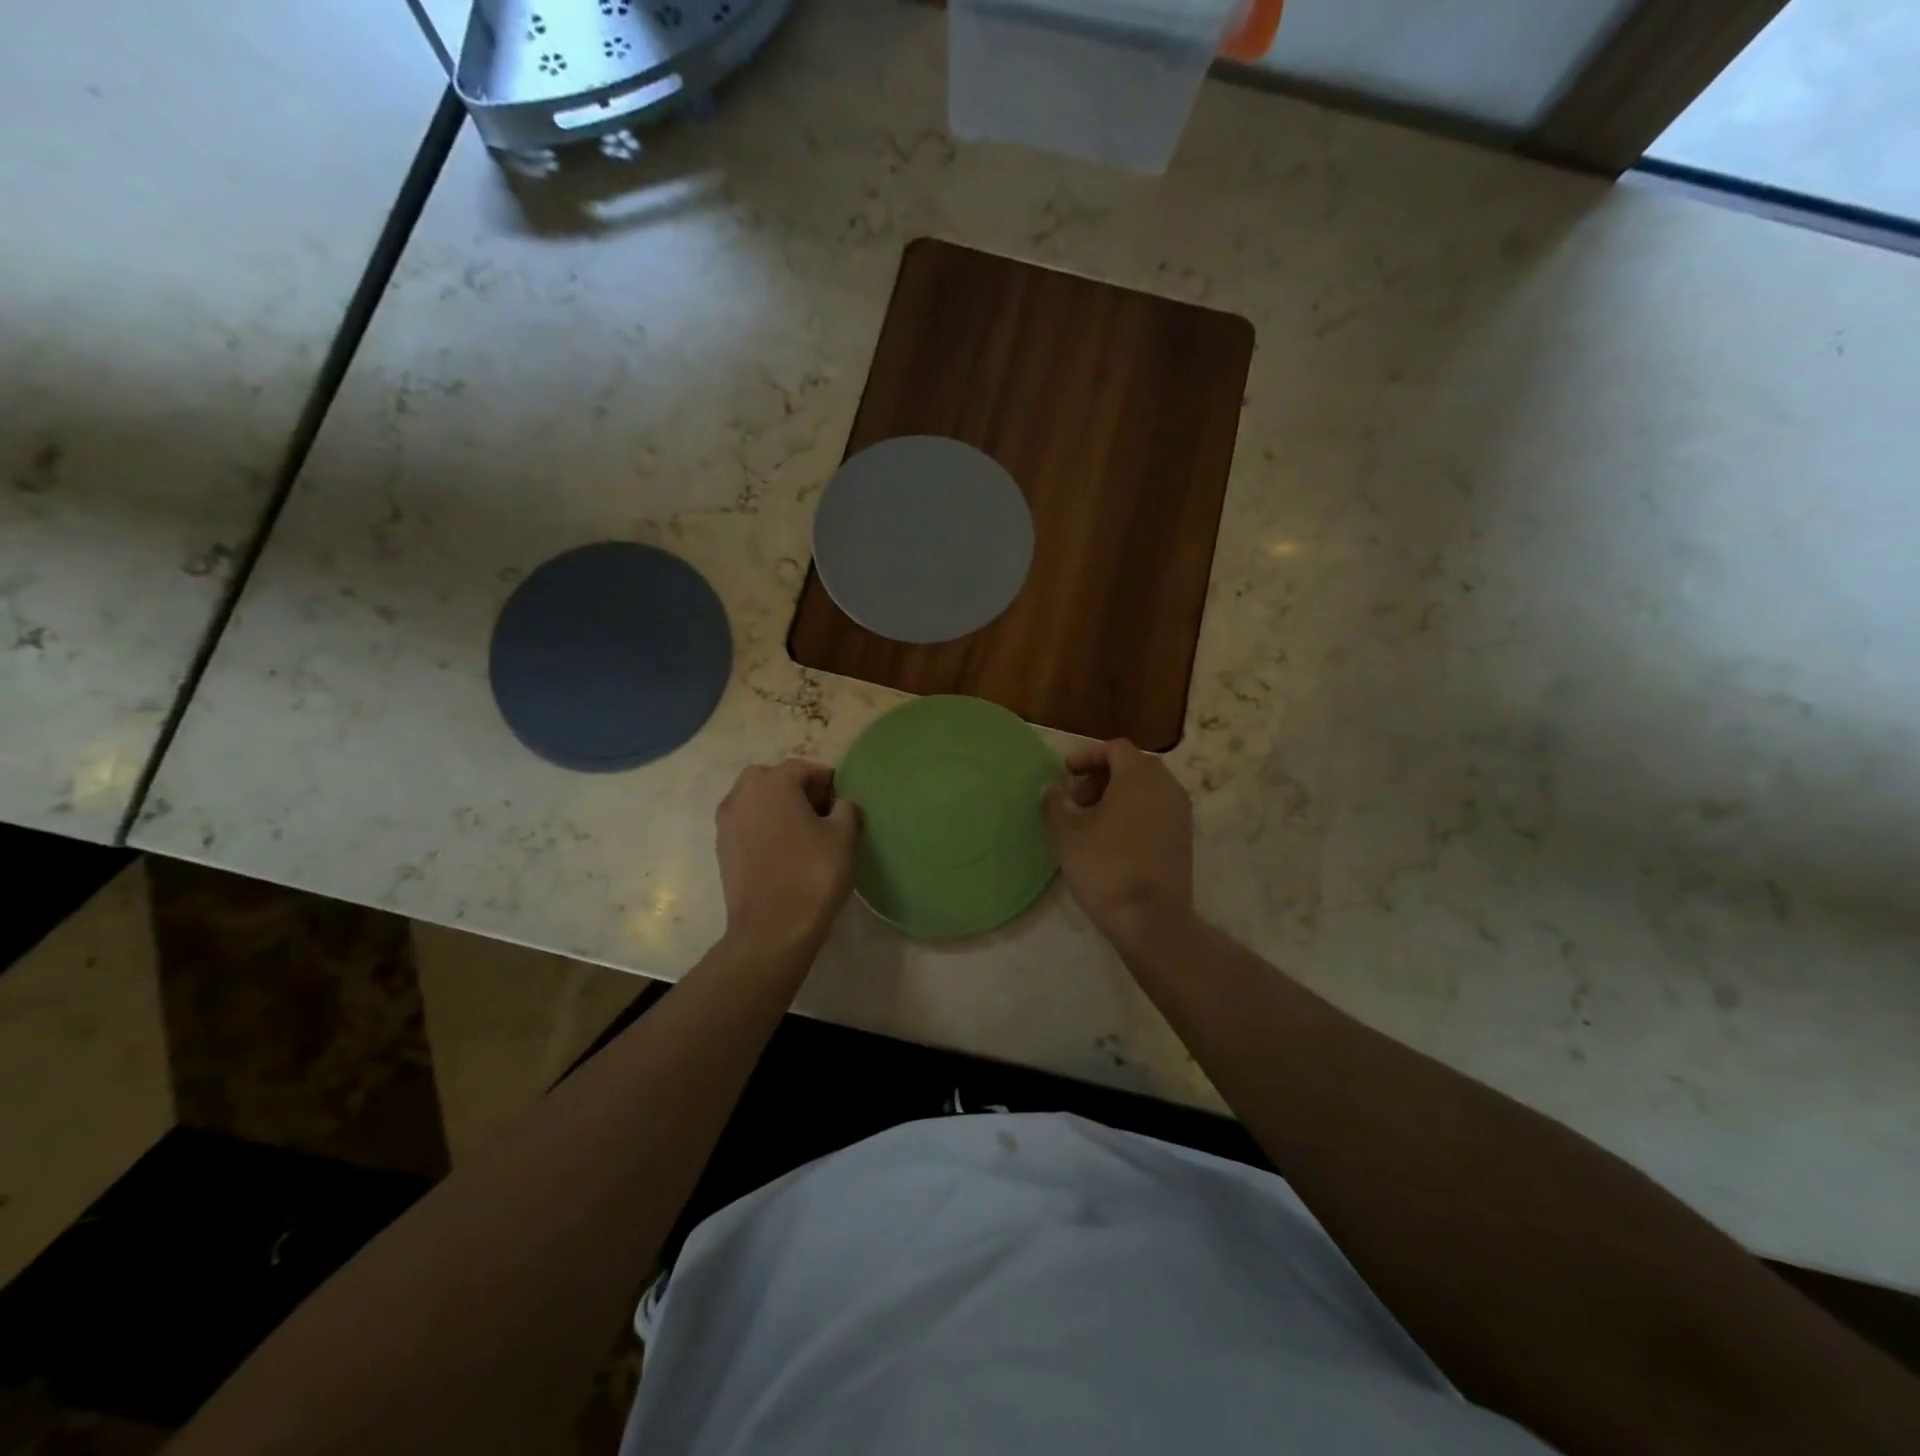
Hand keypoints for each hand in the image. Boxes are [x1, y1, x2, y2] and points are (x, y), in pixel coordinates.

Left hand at [716, 759, 860, 959]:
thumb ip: (846, 808)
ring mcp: (727, 823)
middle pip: (772, 778)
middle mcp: (743, 795)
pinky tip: (783, 850)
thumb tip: (840, 803)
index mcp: (772, 784)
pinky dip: (763, 827)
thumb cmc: (812, 876)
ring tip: (802, 832)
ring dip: (777, 807)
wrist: (771, 931)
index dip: (826, 780)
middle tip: (821, 812)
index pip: (803, 768)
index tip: (842, 800)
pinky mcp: (722, 849)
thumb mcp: (844, 837)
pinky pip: (746, 824)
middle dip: (796, 788)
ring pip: (755, 800)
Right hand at [1041, 739, 1192, 941]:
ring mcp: (1180, 813)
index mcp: (1140, 775)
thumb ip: (1054, 803)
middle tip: (1075, 800)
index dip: (1087, 756)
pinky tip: (1111, 840)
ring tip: (1090, 822)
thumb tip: (1053, 790)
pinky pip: (1156, 811)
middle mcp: (1166, 786)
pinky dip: (1134, 813)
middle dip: (1100, 777)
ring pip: (1146, 789)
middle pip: (1132, 766)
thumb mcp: (1066, 833)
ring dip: (1116, 796)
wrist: (1151, 919)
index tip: (1066, 774)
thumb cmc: (1105, 866)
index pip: (1115, 748)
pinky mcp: (1184, 838)